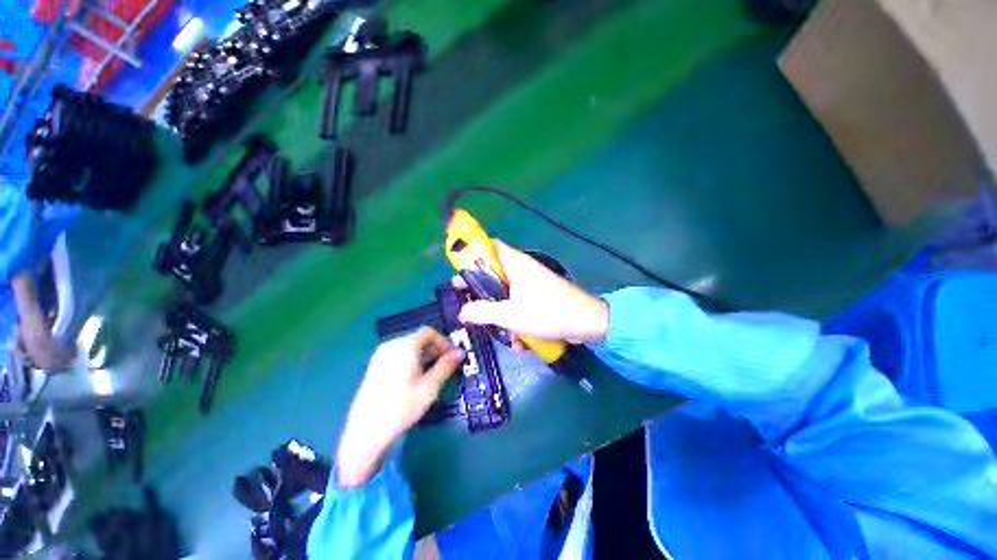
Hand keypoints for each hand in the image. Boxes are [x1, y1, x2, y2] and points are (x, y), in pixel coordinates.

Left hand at [336, 327, 463, 487]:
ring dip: (424, 354)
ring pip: (408, 347)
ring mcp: (381, 355)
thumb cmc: (402, 407)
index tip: (452, 356)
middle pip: (418, 338)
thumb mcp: (430, 387)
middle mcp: (392, 345)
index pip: (429, 332)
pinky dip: (411, 359)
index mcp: (405, 346)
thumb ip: (446, 366)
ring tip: (432, 373)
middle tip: (445, 365)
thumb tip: (460, 352)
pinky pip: (398, 354)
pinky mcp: (375, 366)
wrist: (365, 431)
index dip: (443, 341)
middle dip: (435, 348)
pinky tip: (414, 378)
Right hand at [457, 240, 608, 344]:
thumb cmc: (547, 313)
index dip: (473, 256)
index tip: (460, 274)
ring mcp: (533, 282)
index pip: (490, 247)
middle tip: (471, 306)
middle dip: (483, 292)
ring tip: (500, 331)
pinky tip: (520, 339)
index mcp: (516, 263)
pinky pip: (521, 301)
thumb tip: (462, 312)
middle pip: (495, 272)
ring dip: (501, 310)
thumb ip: (483, 312)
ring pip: (507, 291)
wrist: (586, 323)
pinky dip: (517, 317)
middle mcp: (523, 268)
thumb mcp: (510, 315)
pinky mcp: (541, 295)